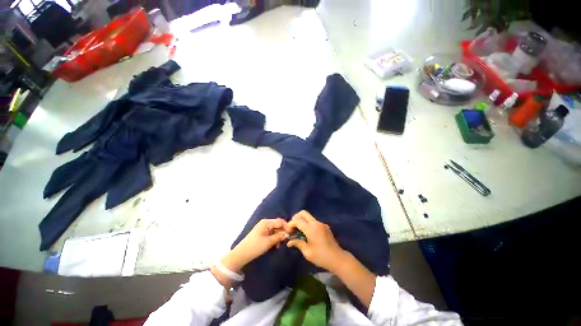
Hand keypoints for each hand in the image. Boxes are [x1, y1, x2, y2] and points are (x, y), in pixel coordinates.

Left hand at [221, 218, 287, 273]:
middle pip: (278, 225)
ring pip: (276, 230)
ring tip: (280, 244)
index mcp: (266, 222)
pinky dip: (275, 238)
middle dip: (283, 232)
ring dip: (279, 236)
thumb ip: (279, 237)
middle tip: (286, 241)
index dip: (287, 227)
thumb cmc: (255, 247)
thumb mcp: (268, 242)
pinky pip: (272, 233)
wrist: (241, 254)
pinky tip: (276, 245)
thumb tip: (288, 234)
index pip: (280, 221)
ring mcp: (264, 228)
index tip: (292, 234)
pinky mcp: (262, 233)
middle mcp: (265, 223)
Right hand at [285, 210, 346, 273]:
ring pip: (308, 216)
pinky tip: (307, 234)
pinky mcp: (324, 226)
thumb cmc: (321, 257)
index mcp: (311, 229)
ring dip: (302, 221)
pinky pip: (313, 221)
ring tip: (299, 232)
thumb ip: (298, 243)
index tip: (288, 232)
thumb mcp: (307, 252)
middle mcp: (316, 223)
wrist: (338, 258)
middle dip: (296, 218)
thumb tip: (289, 241)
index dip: (290, 224)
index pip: (297, 220)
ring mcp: (321, 223)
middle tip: (293, 228)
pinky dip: (307, 224)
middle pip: (303, 213)